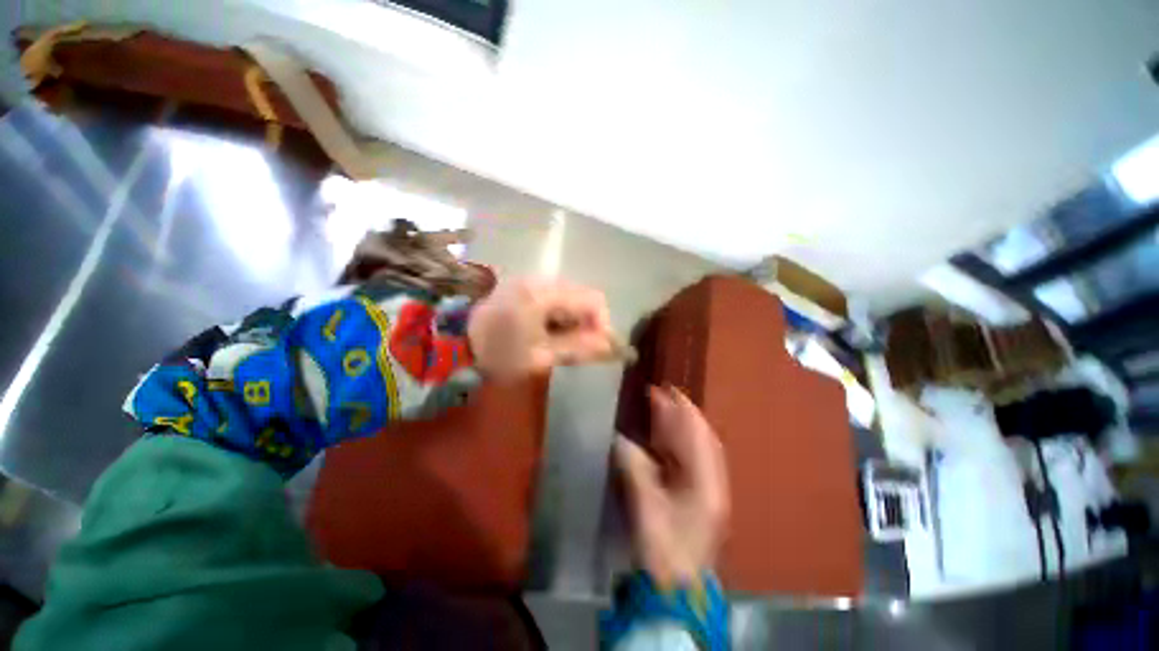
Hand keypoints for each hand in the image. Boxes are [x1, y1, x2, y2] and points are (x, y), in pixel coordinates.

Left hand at [467, 277, 614, 380]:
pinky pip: (555, 298)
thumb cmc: (498, 353)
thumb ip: (577, 347)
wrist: (456, 342)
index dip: (603, 324)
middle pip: (582, 297)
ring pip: (570, 298)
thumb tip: (608, 345)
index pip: (593, 300)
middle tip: (578, 349)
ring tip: (560, 343)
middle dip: (586, 324)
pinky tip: (547, 332)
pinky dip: (559, 316)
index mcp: (545, 294)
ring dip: (573, 321)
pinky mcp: (525, 287)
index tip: (598, 347)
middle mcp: (541, 280)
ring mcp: (532, 281)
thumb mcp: (540, 356)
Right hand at [615, 386, 729, 587]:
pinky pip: (686, 462)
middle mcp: (711, 483)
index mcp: (706, 484)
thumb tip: (619, 439)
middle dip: (680, 415)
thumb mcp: (645, 508)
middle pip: (698, 439)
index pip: (698, 437)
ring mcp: (705, 491)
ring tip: (658, 408)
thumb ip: (633, 468)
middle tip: (660, 394)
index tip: (668, 389)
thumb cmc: (662, 550)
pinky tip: (660, 437)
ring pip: (692, 449)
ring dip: (676, 428)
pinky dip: (673, 445)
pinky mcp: (695, 497)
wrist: (674, 591)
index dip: (683, 410)